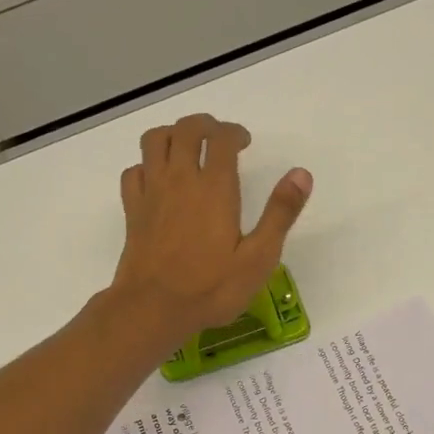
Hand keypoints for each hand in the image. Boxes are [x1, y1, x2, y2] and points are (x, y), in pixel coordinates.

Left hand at [110, 114, 311, 351]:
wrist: (152, 308)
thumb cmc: (210, 288)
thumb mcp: (258, 257)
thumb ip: (280, 213)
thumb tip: (301, 174)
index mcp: (214, 188)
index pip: (221, 138)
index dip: (234, 132)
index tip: (244, 144)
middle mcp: (180, 179)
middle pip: (186, 129)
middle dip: (205, 125)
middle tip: (220, 139)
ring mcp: (152, 192)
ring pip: (155, 140)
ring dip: (173, 134)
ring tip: (188, 149)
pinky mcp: (132, 209)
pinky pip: (134, 170)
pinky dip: (147, 165)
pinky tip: (159, 180)